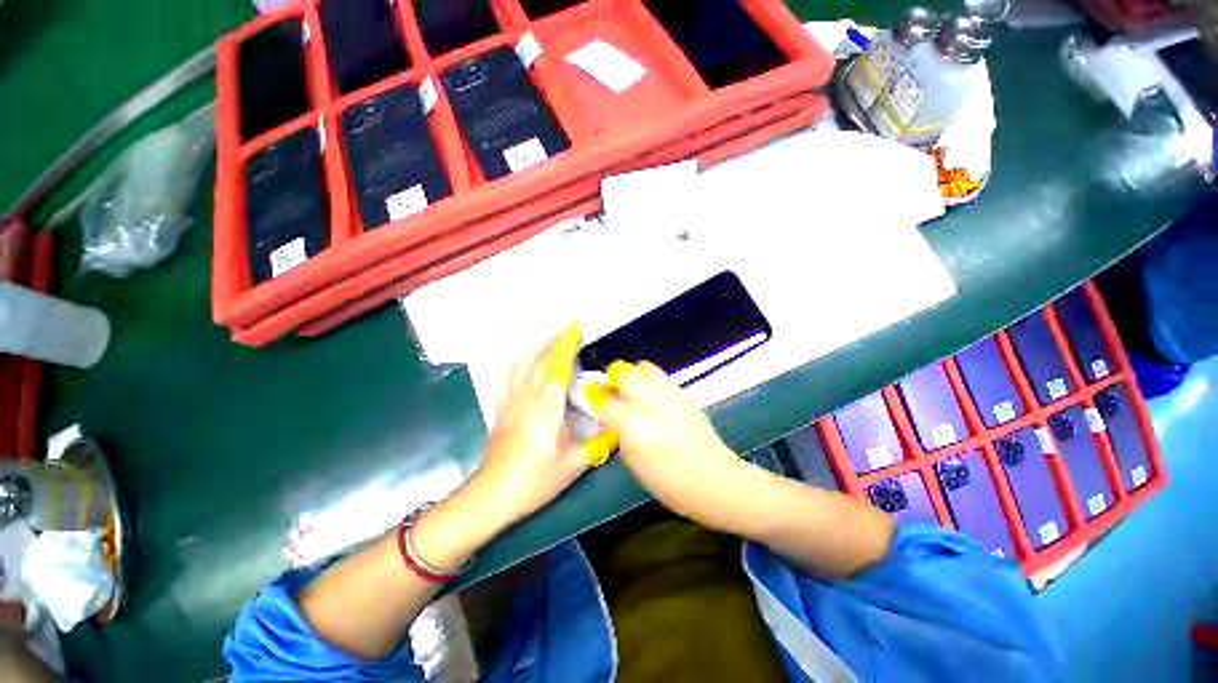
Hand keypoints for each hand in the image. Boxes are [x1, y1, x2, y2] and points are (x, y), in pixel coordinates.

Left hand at [469, 322, 589, 527]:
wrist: (494, 495)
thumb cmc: (536, 479)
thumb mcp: (574, 464)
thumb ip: (599, 444)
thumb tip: (620, 429)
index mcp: (546, 406)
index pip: (557, 366)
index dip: (567, 345)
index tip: (576, 328)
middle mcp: (527, 397)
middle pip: (539, 360)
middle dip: (555, 342)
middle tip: (571, 332)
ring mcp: (510, 401)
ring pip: (522, 364)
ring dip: (537, 349)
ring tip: (551, 341)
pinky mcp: (501, 408)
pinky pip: (508, 377)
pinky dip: (518, 363)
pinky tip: (524, 362)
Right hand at [594, 361, 750, 531]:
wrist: (713, 480)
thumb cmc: (669, 482)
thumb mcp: (634, 462)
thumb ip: (620, 434)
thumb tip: (615, 418)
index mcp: (634, 423)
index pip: (607, 400)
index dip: (598, 399)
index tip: (595, 400)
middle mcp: (650, 402)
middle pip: (625, 373)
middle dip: (613, 377)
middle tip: (612, 388)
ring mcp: (670, 395)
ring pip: (645, 367)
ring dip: (634, 374)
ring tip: (633, 388)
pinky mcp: (685, 395)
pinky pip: (663, 379)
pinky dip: (652, 382)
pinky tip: (654, 397)